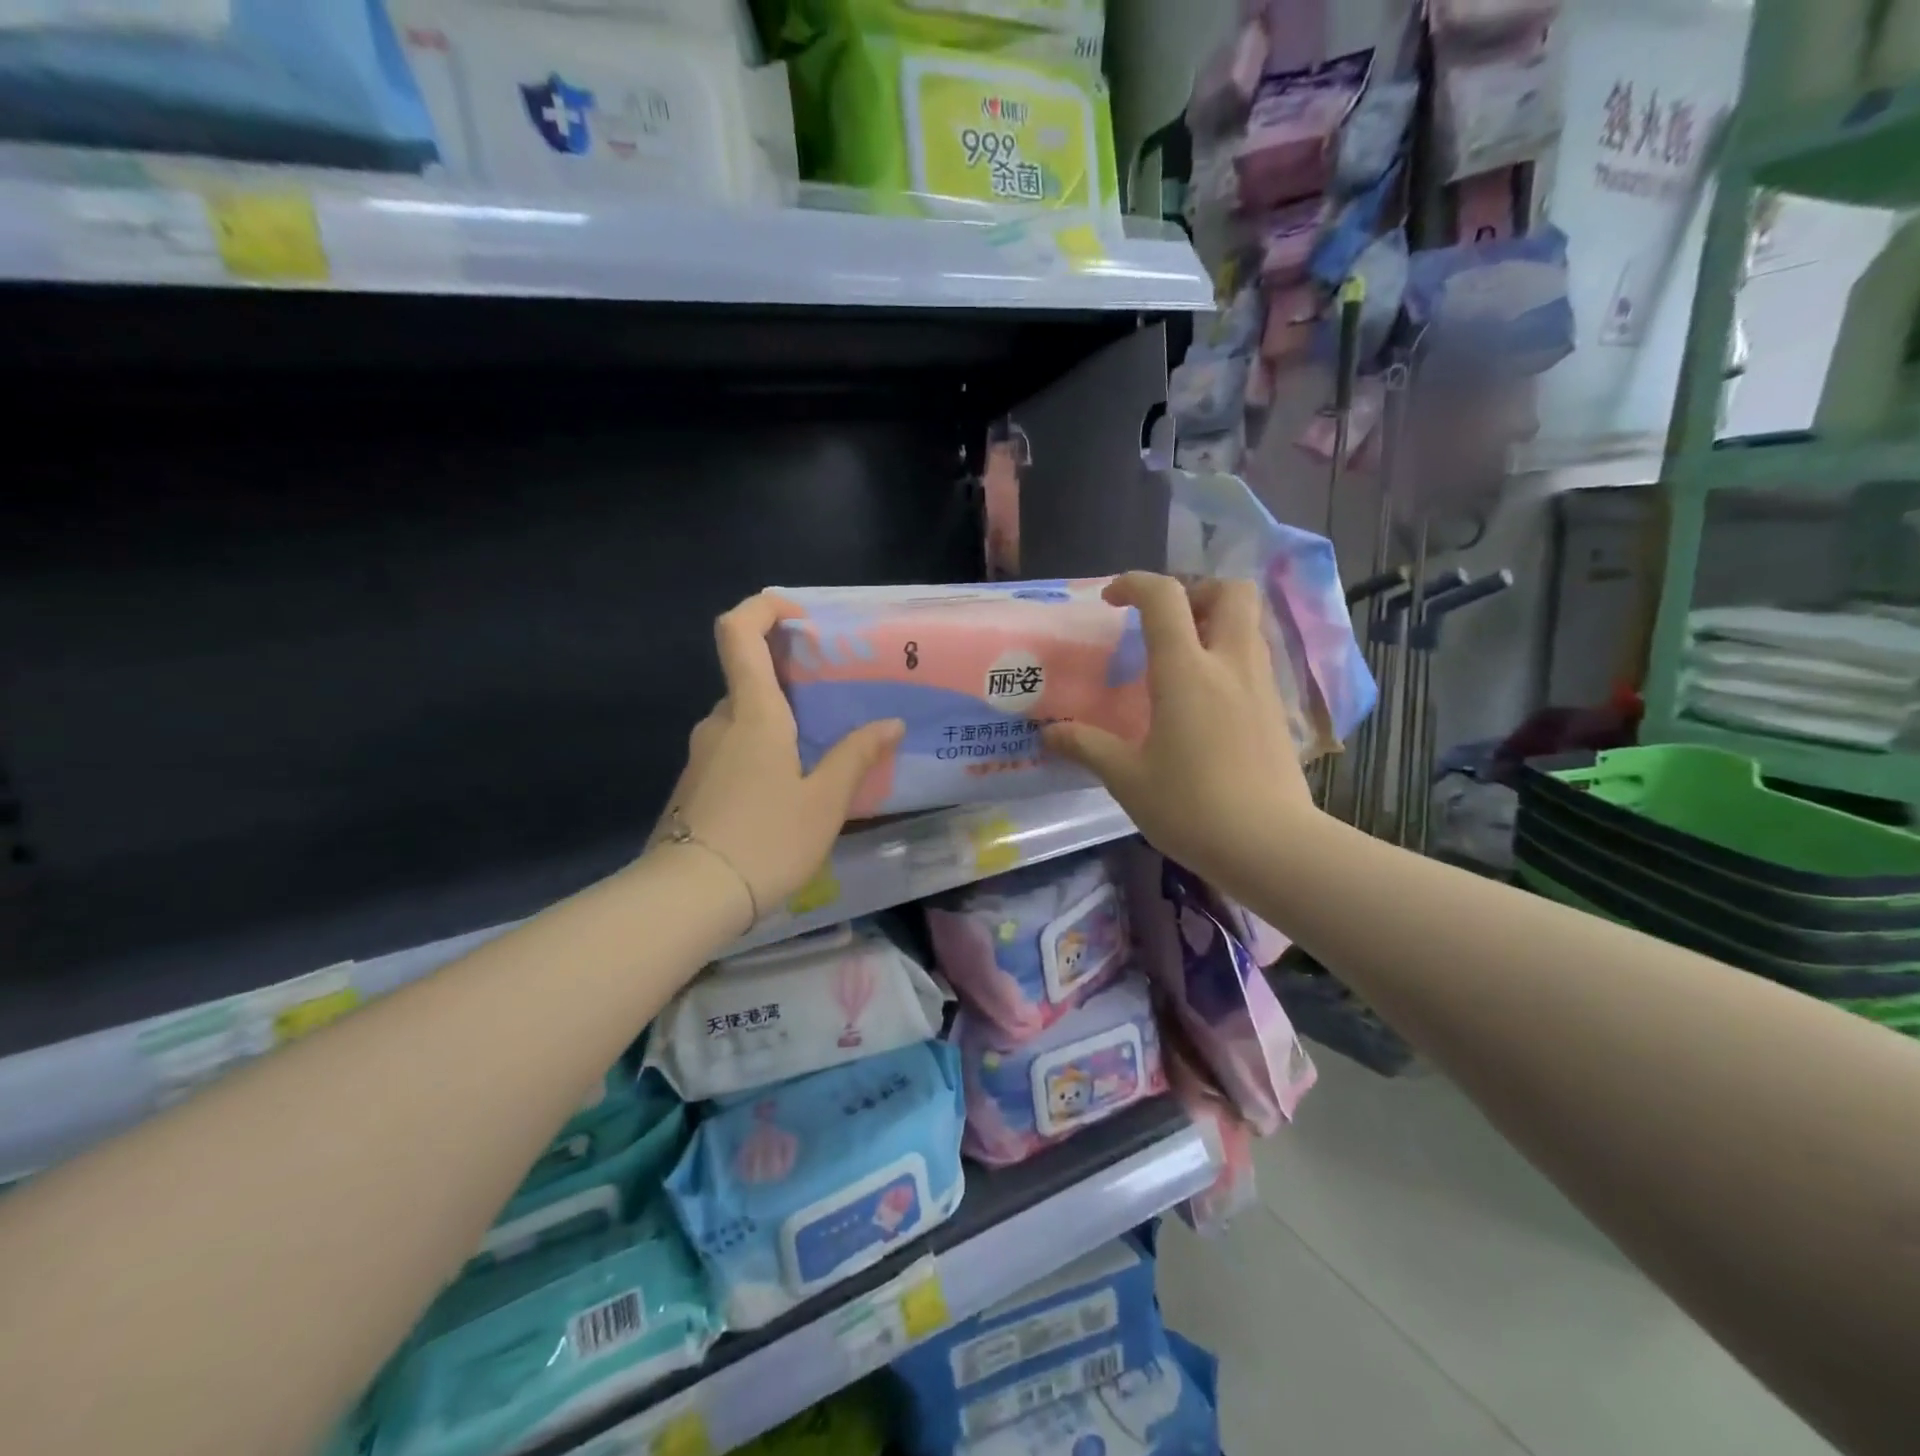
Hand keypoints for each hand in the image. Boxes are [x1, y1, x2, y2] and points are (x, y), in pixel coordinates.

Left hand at [654, 594, 903, 923]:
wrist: (687, 899)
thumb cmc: (765, 839)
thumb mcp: (825, 801)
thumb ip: (857, 756)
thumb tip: (889, 723)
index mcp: (753, 713)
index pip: (738, 631)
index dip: (764, 608)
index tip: (801, 618)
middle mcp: (720, 722)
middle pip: (750, 679)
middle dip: (792, 683)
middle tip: (836, 704)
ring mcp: (702, 755)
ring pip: (745, 721)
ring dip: (781, 726)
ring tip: (822, 758)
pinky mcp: (694, 786)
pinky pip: (734, 752)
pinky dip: (763, 754)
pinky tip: (789, 795)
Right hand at [1041, 573, 1313, 893]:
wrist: (1270, 846)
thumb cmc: (1191, 807)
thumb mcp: (1127, 778)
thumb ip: (1086, 747)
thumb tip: (1048, 734)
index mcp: (1186, 671)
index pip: (1165, 597)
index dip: (1135, 583)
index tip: (1111, 600)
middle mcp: (1230, 664)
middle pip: (1231, 591)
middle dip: (1196, 591)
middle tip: (1165, 623)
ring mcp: (1262, 686)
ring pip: (1248, 624)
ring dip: (1215, 623)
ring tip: (1180, 660)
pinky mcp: (1278, 711)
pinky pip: (1255, 660)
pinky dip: (1229, 657)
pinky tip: (1206, 700)